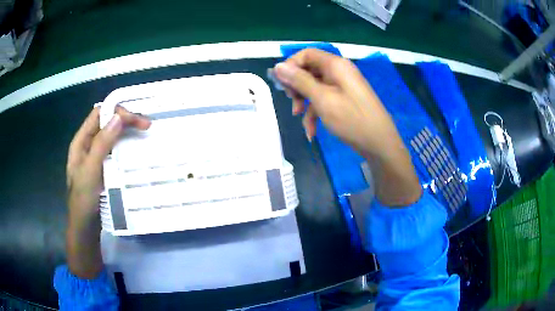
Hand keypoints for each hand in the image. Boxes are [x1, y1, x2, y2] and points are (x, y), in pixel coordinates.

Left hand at [66, 106, 149, 277]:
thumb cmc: (83, 200)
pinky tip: (135, 149)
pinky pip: (115, 150)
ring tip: (145, 133)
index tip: (135, 119)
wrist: (85, 227)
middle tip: (147, 125)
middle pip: (107, 122)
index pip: (98, 114)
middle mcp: (88, 145)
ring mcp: (96, 156)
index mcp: (81, 141)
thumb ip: (101, 144)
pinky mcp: (104, 167)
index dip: (116, 111)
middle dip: (125, 120)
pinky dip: (126, 145)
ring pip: (112, 135)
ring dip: (127, 131)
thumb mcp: (90, 170)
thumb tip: (118, 117)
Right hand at [272, 49, 421, 205]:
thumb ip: (300, 81)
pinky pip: (325, 100)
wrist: (380, 144)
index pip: (306, 54)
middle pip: (310, 71)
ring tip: (300, 119)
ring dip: (305, 103)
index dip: (291, 66)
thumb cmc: (352, 119)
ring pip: (315, 88)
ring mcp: (343, 86)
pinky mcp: (345, 100)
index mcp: (335, 65)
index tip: (282, 84)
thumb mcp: (322, 99)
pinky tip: (312, 131)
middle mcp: (339, 72)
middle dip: (298, 88)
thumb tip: (278, 67)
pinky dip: (316, 113)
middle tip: (293, 103)